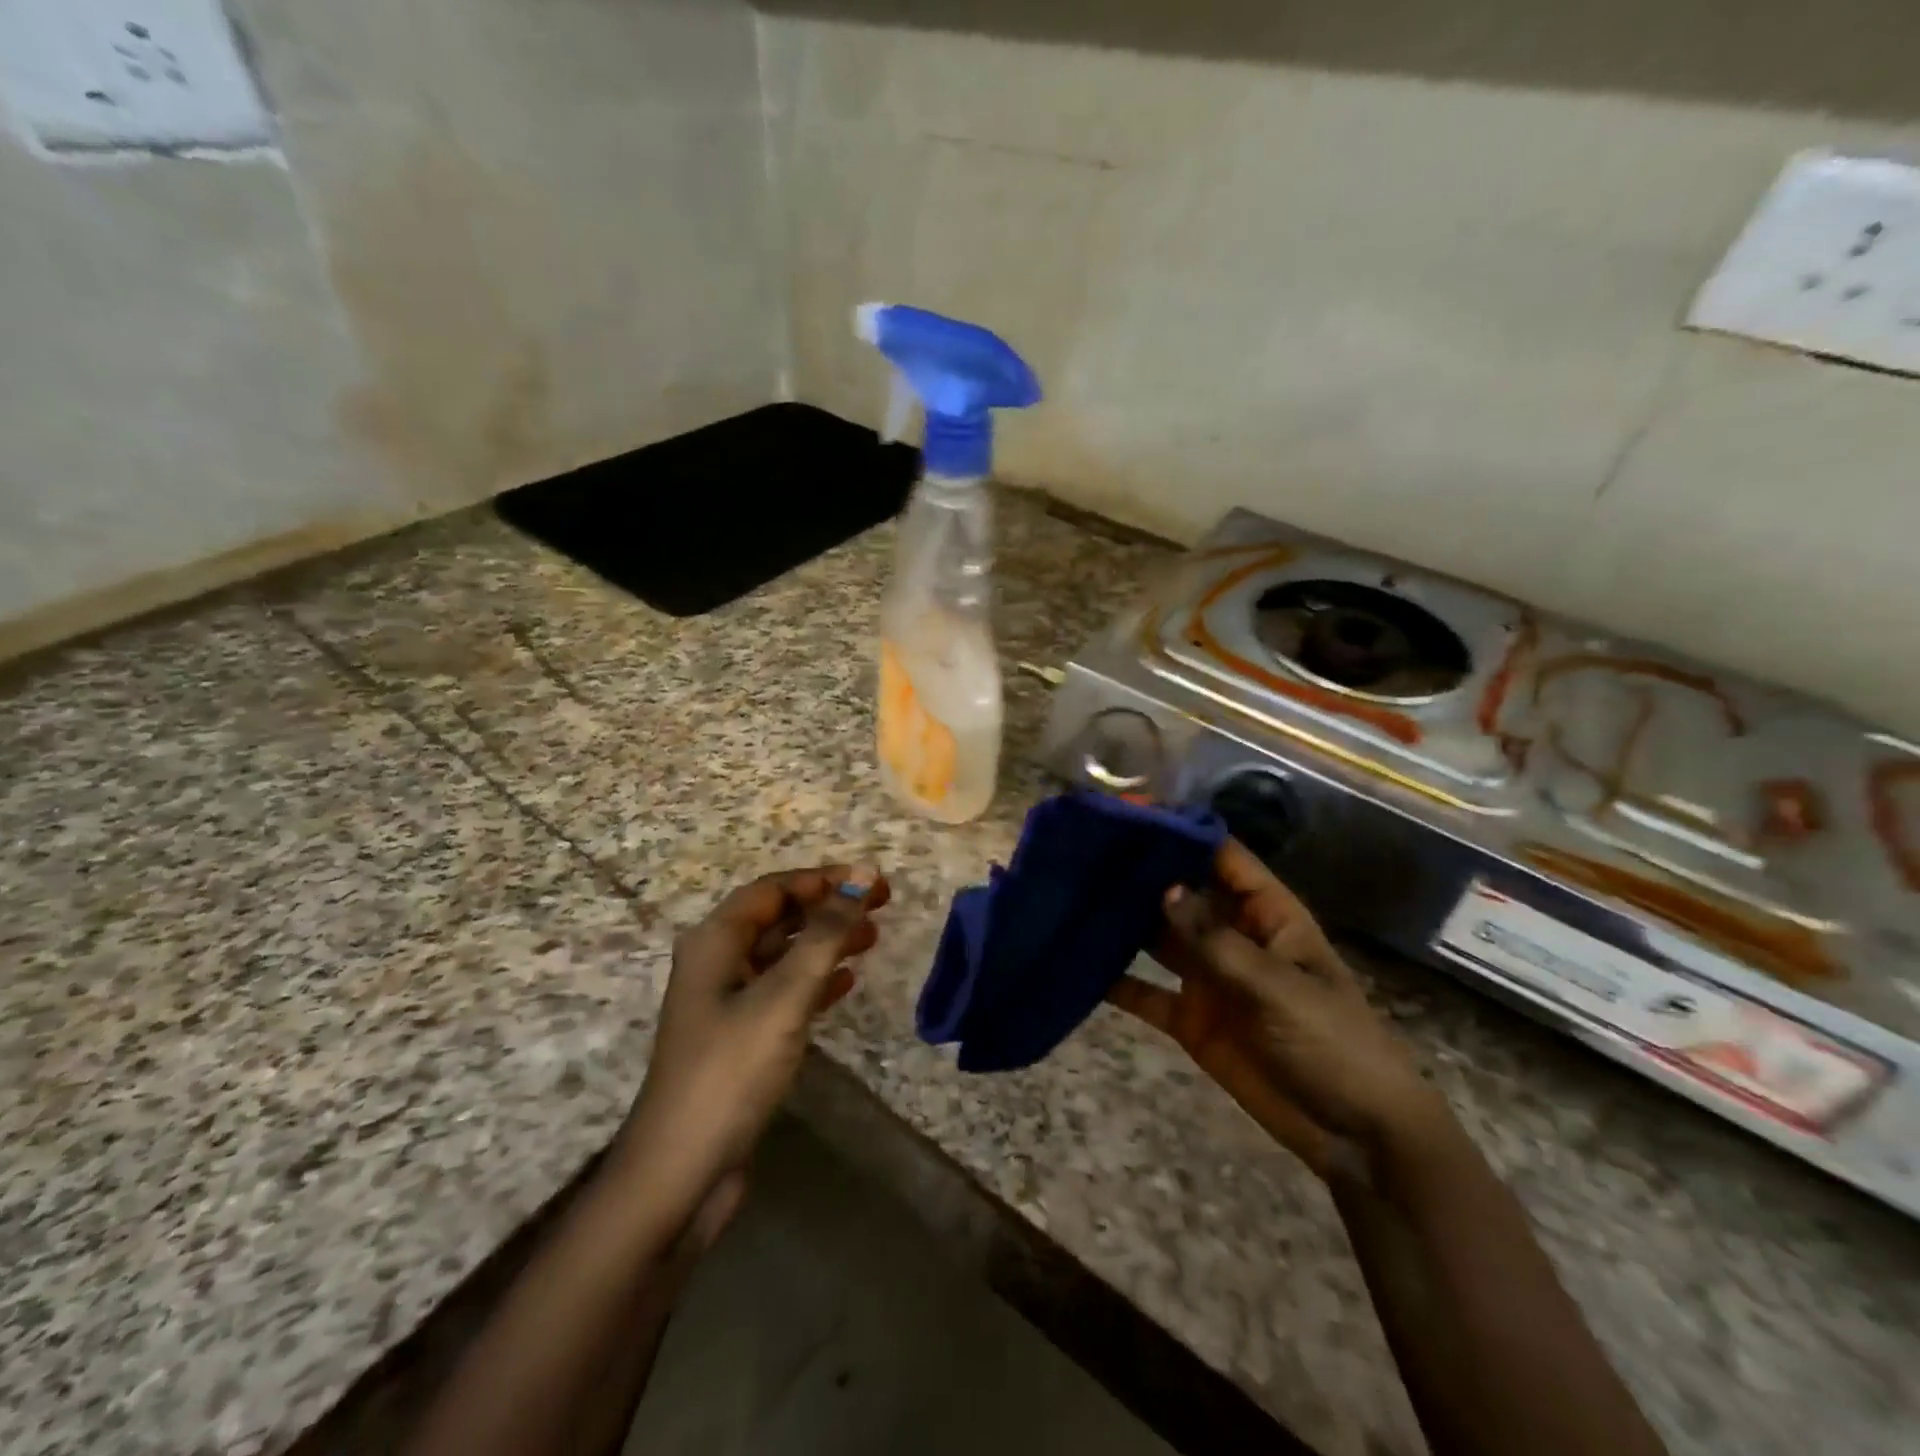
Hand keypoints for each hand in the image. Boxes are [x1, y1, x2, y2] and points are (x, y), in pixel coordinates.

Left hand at [614, 865, 889, 1218]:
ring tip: (873, 939)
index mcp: (715, 941)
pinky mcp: (740, 1038)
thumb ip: (825, 934)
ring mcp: (726, 1002)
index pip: (774, 889)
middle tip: (881, 906)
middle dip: (829, 908)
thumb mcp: (784, 995)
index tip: (873, 882)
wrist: (681, 1172)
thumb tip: (862, 876)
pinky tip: (847, 983)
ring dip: (826, 942)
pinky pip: (783, 991)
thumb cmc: (731, 1070)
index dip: (824, 879)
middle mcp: (717, 962)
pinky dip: (816, 981)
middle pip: (779, 918)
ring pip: (784, 955)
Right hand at [1106, 840, 1439, 1181]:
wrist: (1354, 1136)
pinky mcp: (1189, 1018)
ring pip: (1157, 937)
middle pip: (1181, 893)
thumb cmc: (1332, 1044)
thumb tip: (1164, 888)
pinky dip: (1115, 981)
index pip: (1221, 857)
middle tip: (1085, 851)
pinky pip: (1145, 992)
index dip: (1183, 832)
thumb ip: (1216, 941)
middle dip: (1140, 873)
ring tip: (1072, 895)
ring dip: (1121, 921)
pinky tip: (1075, 964)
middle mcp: (1231, 936)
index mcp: (1266, 915)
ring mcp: (1208, 977)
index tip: (1132, 813)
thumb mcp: (1277, 987)